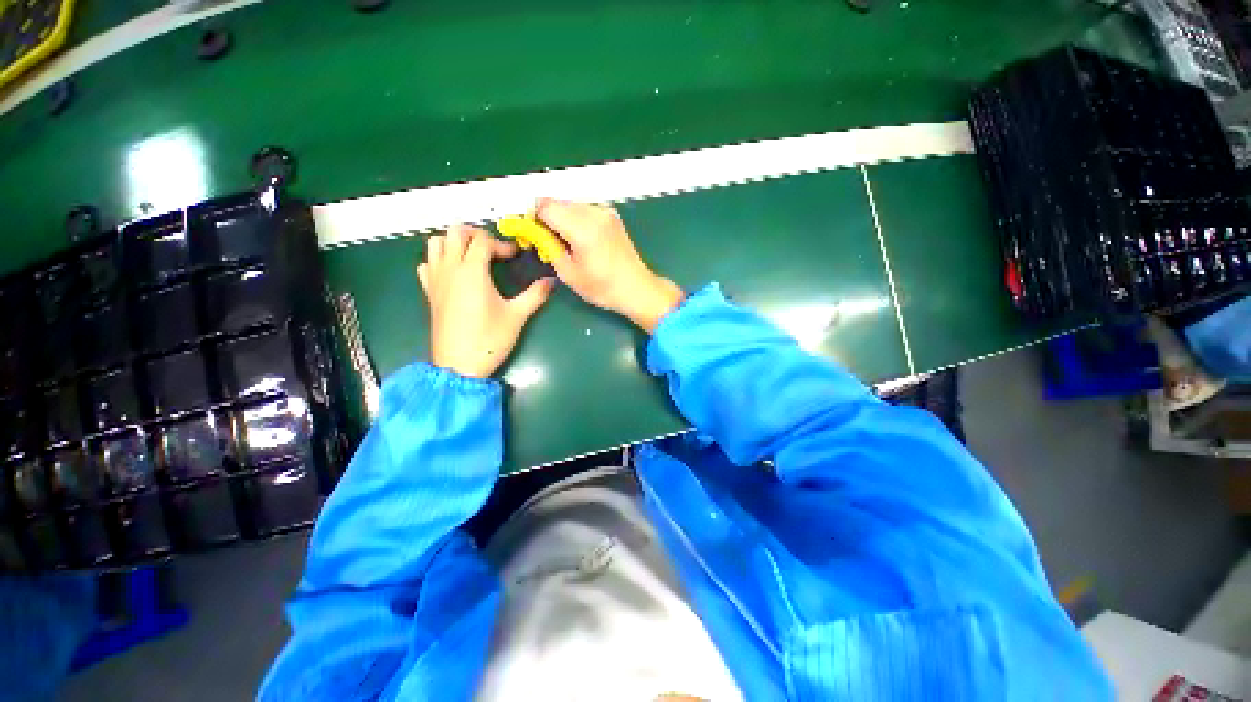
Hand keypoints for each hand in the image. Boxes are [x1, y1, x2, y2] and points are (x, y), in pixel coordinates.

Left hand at [418, 225, 553, 378]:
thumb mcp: (517, 316)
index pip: (483, 240)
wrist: (459, 365)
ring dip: (454, 242)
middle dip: (477, 234)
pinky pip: (427, 263)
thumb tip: (552, 281)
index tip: (514, 257)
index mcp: (472, 271)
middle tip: (494, 249)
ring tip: (474, 255)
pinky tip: (454, 273)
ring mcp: (435, 279)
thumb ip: (535, 295)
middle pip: (456, 232)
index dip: (502, 244)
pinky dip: (439, 259)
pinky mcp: (429, 292)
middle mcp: (450, 268)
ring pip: (436, 243)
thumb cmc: (489, 339)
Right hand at [536, 199, 684, 331]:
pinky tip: (581, 238)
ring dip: (562, 217)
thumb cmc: (602, 287)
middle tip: (548, 239)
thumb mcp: (569, 273)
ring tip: (566, 241)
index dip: (533, 216)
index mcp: (582, 228)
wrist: (636, 288)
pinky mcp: (612, 215)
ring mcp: (605, 212)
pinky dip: (577, 218)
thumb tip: (538, 233)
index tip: (533, 232)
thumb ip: (550, 247)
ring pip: (572, 204)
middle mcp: (594, 213)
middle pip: (558, 202)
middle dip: (547, 217)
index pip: (545, 206)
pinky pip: (586, 209)